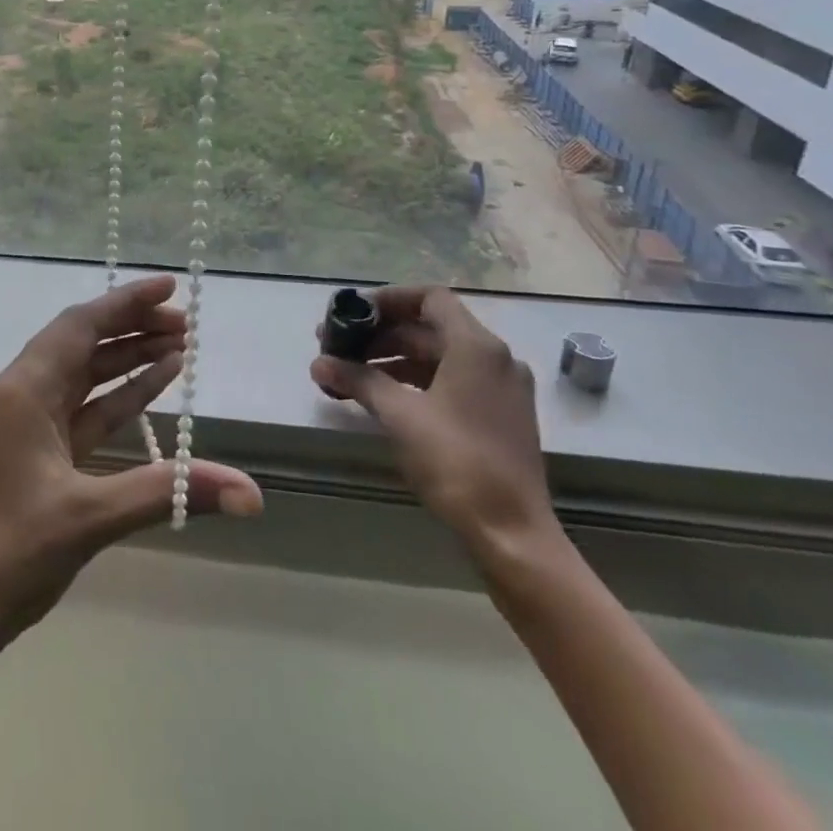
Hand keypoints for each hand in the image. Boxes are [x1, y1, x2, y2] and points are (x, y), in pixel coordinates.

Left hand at [0, 276, 262, 644]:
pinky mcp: (28, 455)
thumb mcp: (89, 518)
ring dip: (125, 362)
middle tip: (185, 324)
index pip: (80, 325)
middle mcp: (18, 394)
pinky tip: (148, 391)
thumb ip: (169, 492)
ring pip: (81, 378)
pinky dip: (113, 399)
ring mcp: (21, 425)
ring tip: (178, 349)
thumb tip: (252, 495)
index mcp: (21, 390)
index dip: (126, 302)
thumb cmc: (4, 557)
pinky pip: (77, 412)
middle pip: (82, 344)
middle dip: (132, 329)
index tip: (169, 287)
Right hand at [311, 285, 558, 566]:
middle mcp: (495, 358)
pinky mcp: (500, 417)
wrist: (513, 535)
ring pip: (440, 356)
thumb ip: (358, 380)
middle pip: (431, 327)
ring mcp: (502, 389)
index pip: (429, 298)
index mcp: (476, 346)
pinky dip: (416, 381)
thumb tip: (319, 363)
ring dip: (394, 358)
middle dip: (382, 334)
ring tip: (352, 374)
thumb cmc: (456, 462)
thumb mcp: (399, 415)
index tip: (353, 313)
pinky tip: (383, 398)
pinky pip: (452, 381)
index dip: (388, 300)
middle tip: (339, 347)